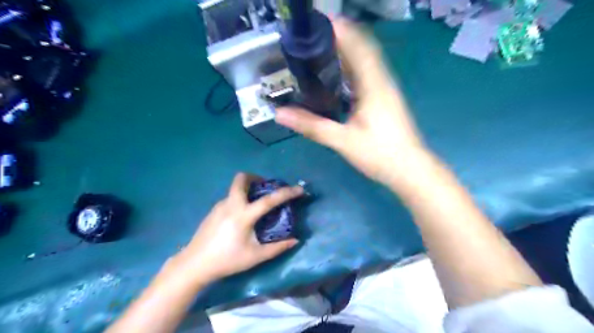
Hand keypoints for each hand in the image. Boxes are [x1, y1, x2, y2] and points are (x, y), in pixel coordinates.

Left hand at [177, 173, 302, 284]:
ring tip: (256, 204)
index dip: (286, 193)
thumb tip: (295, 240)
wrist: (194, 264)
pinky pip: (230, 197)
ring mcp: (219, 206)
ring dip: (248, 189)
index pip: (268, 200)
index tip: (299, 189)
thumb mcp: (255, 257)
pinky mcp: (213, 210)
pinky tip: (242, 216)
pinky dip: (240, 198)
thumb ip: (277, 248)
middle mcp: (231, 204)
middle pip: (241, 179)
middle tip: (265, 188)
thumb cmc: (227, 260)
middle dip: (255, 178)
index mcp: (243, 215)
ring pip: (235, 188)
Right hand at [277, 18, 429, 187]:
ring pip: (365, 62)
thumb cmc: (380, 154)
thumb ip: (313, 126)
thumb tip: (280, 114)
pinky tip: (336, 76)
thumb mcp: (343, 141)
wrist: (409, 170)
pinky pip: (366, 75)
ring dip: (346, 52)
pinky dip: (351, 69)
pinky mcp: (384, 99)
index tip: (318, 22)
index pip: (358, 46)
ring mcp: (385, 90)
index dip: (341, 30)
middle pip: (362, 49)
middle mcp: (381, 81)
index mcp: (374, 85)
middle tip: (313, 37)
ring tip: (321, 50)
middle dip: (340, 38)